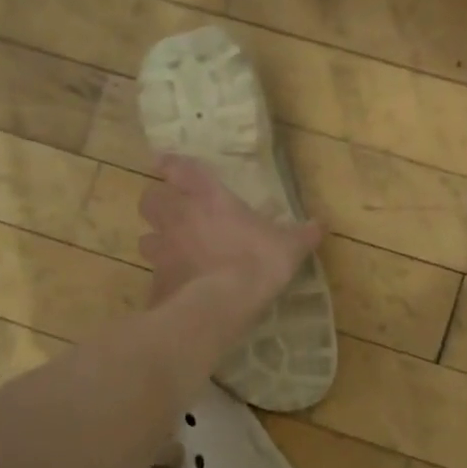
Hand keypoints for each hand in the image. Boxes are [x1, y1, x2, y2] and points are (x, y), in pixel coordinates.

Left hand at [138, 155, 322, 308]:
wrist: (221, 304)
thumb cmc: (257, 261)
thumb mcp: (289, 247)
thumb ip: (302, 234)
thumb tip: (320, 225)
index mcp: (210, 198)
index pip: (181, 169)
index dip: (171, 164)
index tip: (164, 163)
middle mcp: (179, 218)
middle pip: (150, 199)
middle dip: (158, 202)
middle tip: (171, 211)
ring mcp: (163, 250)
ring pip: (146, 237)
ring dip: (156, 240)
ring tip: (170, 250)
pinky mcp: (157, 281)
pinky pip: (154, 275)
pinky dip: (163, 278)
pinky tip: (176, 288)